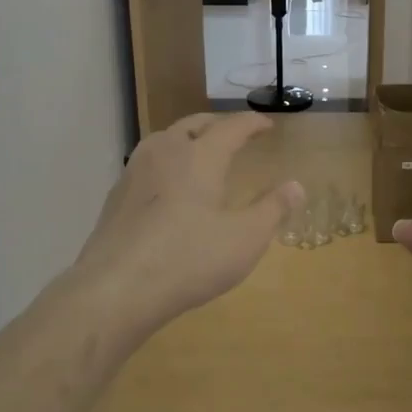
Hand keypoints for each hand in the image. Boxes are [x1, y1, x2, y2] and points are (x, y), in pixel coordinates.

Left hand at [71, 112, 302, 354]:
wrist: (116, 288)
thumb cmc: (189, 259)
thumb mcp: (245, 239)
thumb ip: (272, 209)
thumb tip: (296, 185)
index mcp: (200, 156)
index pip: (231, 127)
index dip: (252, 123)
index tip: (267, 125)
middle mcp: (165, 152)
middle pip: (194, 124)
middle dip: (218, 125)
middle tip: (235, 134)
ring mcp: (135, 172)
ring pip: (165, 140)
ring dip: (188, 139)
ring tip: (201, 154)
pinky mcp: (116, 196)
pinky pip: (148, 164)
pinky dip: (167, 163)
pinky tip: (169, 188)